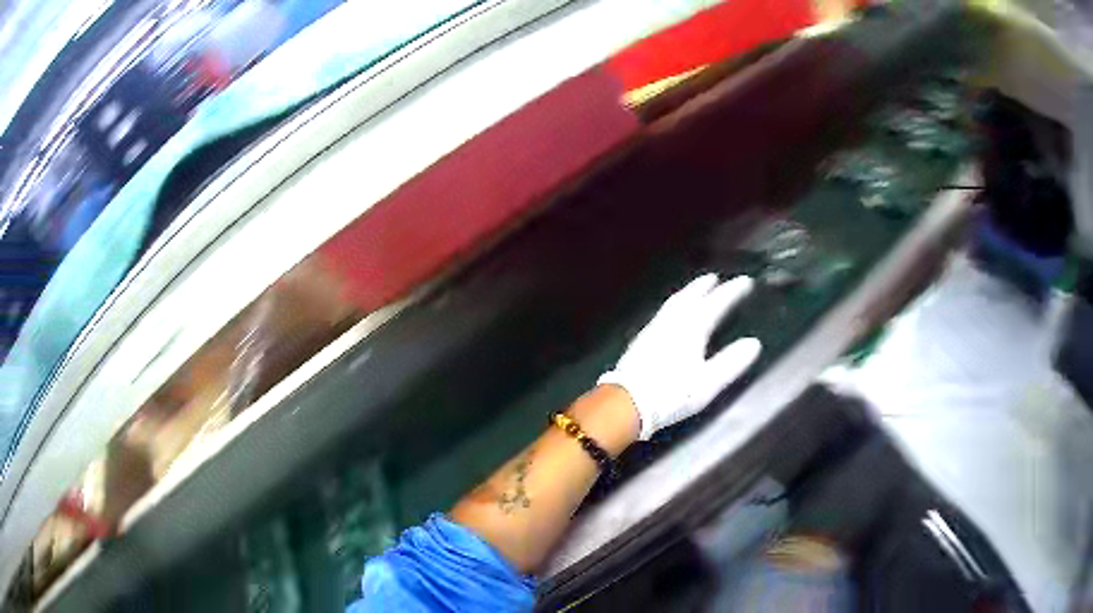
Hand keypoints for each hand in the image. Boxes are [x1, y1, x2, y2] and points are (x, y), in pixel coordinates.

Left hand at [598, 274, 761, 439]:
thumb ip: (731, 362)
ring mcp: (654, 329)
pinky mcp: (641, 340)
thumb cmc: (672, 394)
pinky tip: (671, 315)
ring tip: (694, 289)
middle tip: (715, 278)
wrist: (627, 402)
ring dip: (687, 292)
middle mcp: (672, 322)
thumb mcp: (708, 383)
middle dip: (705, 286)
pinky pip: (662, 313)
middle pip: (690, 296)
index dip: (732, 292)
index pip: (716, 303)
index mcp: (692, 328)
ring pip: (674, 303)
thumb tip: (753, 343)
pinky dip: (673, 306)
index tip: (745, 281)